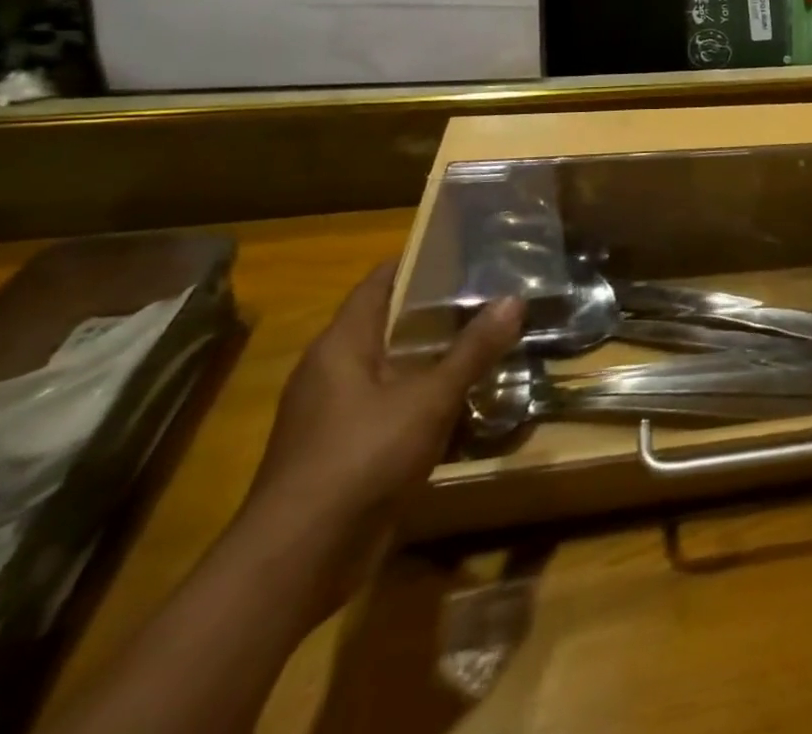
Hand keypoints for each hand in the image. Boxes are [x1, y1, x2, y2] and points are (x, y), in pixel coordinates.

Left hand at [238, 261, 523, 596]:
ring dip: (435, 356)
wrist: (297, 561)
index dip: (419, 262)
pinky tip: (464, 397)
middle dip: (438, 309)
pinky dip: (425, 395)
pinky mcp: (345, 450)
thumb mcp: (429, 399)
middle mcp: (332, 371)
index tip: (465, 250)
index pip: (380, 282)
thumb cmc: (359, 458)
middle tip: (492, 292)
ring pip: (394, 367)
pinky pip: (392, 405)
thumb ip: (473, 350)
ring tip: (488, 337)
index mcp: (340, 345)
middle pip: (389, 323)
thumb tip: (514, 299)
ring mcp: (335, 414)